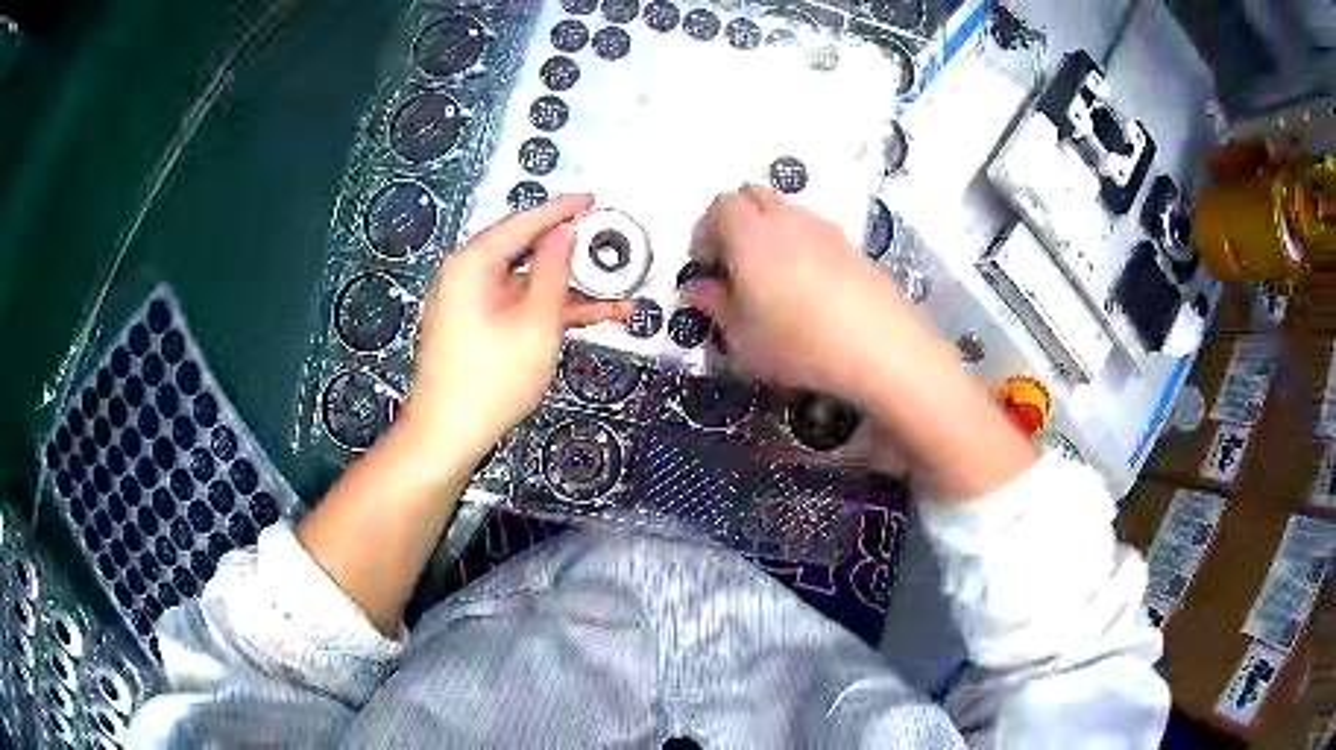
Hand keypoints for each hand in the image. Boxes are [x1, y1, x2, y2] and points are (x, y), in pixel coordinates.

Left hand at [400, 194, 631, 461]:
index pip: (523, 222)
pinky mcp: (475, 329)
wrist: (446, 435)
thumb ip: (554, 271)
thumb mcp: (536, 321)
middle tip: (605, 246)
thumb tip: (563, 233)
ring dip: (568, 293)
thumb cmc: (492, 378)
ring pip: (526, 286)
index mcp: (474, 263)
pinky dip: (547, 313)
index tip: (592, 198)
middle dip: (570, 256)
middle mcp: (467, 276)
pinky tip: (587, 320)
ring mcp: (470, 305)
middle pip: (525, 253)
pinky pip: (516, 309)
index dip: (562, 210)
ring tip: (616, 299)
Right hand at [687, 185, 1036, 498]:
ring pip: (786, 211)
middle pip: (753, 195)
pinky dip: (800, 244)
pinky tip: (808, 286)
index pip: (720, 206)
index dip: (706, 229)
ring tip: (771, 276)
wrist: (878, 346)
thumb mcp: (741, 338)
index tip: (705, 263)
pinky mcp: (851, 246)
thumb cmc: (796, 343)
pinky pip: (814, 232)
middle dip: (735, 219)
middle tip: (733, 261)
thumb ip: (715, 306)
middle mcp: (786, 220)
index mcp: (750, 235)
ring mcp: (824, 229)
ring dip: (769, 230)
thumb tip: (696, 289)